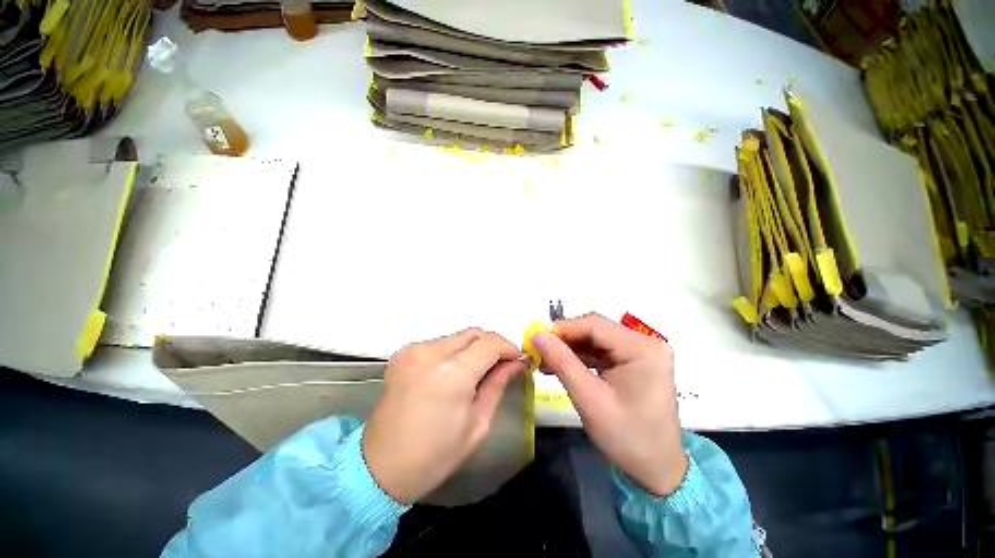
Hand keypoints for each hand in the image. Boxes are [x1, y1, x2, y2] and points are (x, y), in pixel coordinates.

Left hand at [363, 328, 525, 503]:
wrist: (381, 467)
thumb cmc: (436, 455)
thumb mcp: (477, 423)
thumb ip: (497, 384)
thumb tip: (516, 362)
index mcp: (452, 373)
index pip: (490, 342)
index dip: (508, 347)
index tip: (518, 360)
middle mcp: (431, 352)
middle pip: (473, 333)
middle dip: (491, 345)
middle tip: (500, 365)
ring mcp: (413, 350)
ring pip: (457, 337)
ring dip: (472, 348)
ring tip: (476, 371)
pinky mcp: (403, 354)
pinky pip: (440, 344)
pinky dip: (453, 352)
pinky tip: (453, 373)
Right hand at [532, 313, 686, 496]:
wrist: (658, 469)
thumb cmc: (627, 438)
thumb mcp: (590, 400)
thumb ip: (562, 363)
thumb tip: (536, 335)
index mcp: (641, 349)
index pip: (594, 324)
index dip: (562, 328)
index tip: (535, 340)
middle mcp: (645, 342)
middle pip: (595, 329)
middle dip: (564, 339)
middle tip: (538, 351)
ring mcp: (641, 351)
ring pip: (595, 339)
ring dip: (570, 348)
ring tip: (545, 360)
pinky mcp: (634, 361)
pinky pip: (601, 350)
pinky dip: (580, 357)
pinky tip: (562, 365)